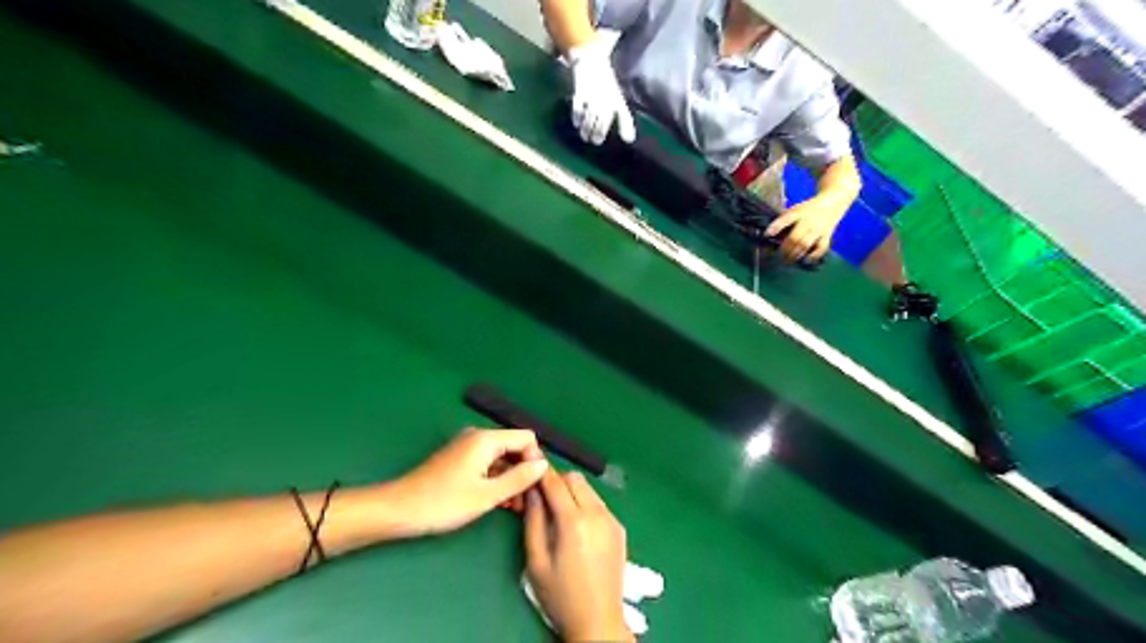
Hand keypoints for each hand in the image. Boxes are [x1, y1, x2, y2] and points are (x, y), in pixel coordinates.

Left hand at [387, 432, 547, 537]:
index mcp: (486, 439)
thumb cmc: (444, 503)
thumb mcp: (487, 495)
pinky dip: (497, 479)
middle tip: (528, 501)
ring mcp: (467, 447)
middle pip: (514, 447)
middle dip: (524, 471)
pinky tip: (500, 502)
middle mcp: (478, 436)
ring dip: (511, 478)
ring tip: (516, 507)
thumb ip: (519, 478)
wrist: (399, 510)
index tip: (535, 486)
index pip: (527, 438)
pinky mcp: (459, 459)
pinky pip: (488, 464)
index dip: (535, 460)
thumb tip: (544, 465)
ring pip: (502, 458)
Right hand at [522, 469, 629, 640]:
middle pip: (575, 479)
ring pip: (589, 489)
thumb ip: (533, 521)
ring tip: (559, 512)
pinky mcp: (619, 528)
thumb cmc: (560, 595)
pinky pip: (598, 503)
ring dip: (572, 491)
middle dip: (557, 481)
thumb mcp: (536, 561)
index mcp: (573, 522)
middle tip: (543, 496)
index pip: (555, 482)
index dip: (541, 471)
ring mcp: (611, 520)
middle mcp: (596, 514)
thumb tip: (531, 491)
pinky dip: (585, 504)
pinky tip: (577, 526)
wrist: (598, 621)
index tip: (529, 464)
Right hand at [572, 38, 641, 145]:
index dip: (621, 128)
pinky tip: (576, 124)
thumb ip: (624, 121)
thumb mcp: (618, 102)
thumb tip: (629, 140)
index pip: (622, 117)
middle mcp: (605, 99)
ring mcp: (592, 96)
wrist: (592, 63)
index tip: (616, 139)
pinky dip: (577, 117)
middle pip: (602, 120)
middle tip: (595, 142)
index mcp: (616, 101)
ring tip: (585, 137)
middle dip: (598, 133)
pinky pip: (578, 107)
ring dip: (586, 129)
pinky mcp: (580, 93)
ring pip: (590, 117)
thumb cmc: (607, 88)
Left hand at [764, 198, 843, 263]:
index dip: (776, 226)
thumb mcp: (795, 209)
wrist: (833, 203)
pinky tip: (806, 260)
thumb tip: (768, 234)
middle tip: (777, 258)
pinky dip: (814, 255)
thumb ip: (784, 220)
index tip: (766, 235)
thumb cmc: (809, 209)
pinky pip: (821, 247)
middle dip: (784, 249)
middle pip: (795, 237)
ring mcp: (818, 229)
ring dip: (795, 254)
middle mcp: (808, 221)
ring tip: (787, 261)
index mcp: (799, 213)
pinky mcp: (827, 235)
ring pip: (805, 244)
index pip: (786, 218)